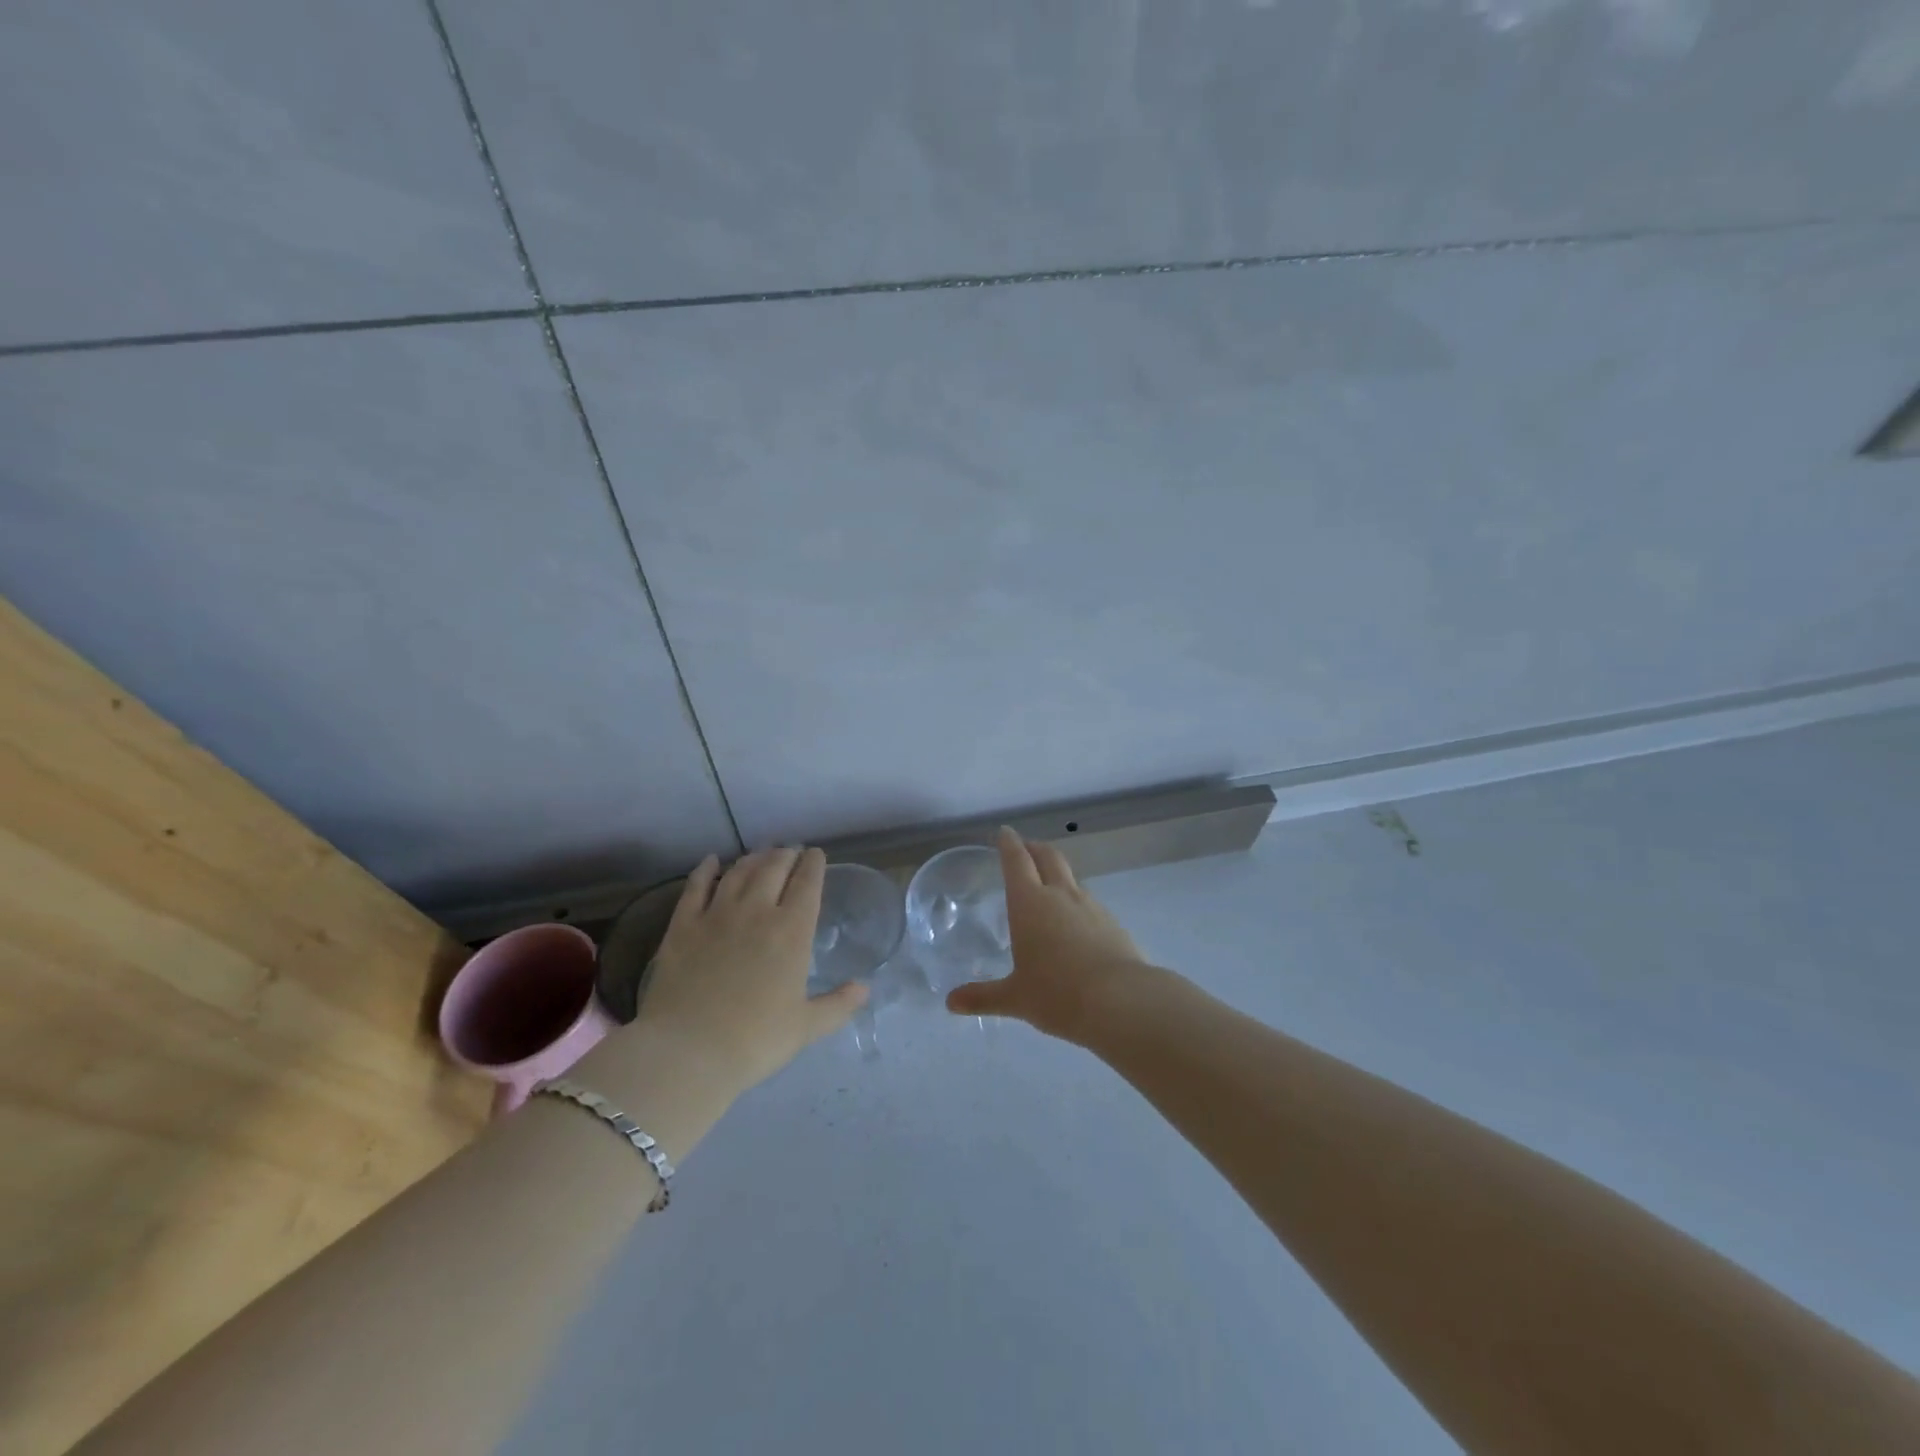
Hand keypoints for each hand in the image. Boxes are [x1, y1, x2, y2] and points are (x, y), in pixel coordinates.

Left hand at [632, 848, 866, 1094]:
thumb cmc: (755, 1041)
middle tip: (790, 852)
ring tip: (761, 854)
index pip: (807, 883)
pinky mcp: (683, 925)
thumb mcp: (806, 1027)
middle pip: (774, 868)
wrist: (688, 1052)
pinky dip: (706, 870)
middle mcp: (757, 911)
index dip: (814, 864)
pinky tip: (712, 862)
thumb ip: (838, 1004)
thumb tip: (864, 988)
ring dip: (753, 858)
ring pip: (739, 872)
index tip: (816, 854)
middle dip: (786, 855)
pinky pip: (696, 887)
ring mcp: (717, 914)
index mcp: (792, 931)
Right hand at [945, 828, 1148, 1043]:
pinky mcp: (1113, 923)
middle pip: (1048, 857)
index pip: (1017, 860)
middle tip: (1025, 847)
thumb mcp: (1015, 998)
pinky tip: (1075, 922)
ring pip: (1071, 877)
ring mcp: (1091, 906)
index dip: (1009, 843)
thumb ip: (983, 997)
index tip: (1004, 832)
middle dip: (1034, 847)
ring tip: (1049, 885)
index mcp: (1030, 903)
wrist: (1121, 1002)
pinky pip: (1089, 902)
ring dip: (1058, 873)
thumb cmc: (1057, 994)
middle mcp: (1060, 895)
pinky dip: (1077, 901)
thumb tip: (951, 1002)